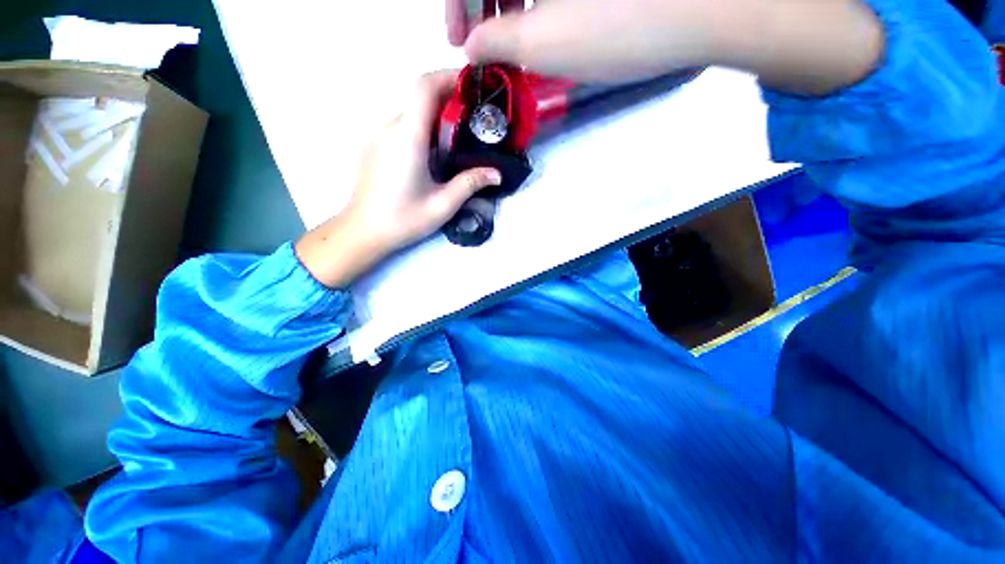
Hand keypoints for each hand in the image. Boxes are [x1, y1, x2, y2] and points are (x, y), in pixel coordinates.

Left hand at [295, 71, 500, 287]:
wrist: (364, 230)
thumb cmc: (404, 219)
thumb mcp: (442, 205)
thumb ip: (470, 183)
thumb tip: (496, 174)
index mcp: (407, 137)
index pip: (425, 87)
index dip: (449, 77)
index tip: (473, 86)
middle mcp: (390, 127)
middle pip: (420, 97)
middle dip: (449, 99)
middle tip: (475, 118)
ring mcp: (378, 134)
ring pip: (412, 111)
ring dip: (436, 115)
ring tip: (459, 136)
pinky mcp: (375, 144)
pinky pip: (402, 125)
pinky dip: (422, 127)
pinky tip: (435, 151)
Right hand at [451, 0, 718, 82]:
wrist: (702, 8)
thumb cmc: (615, 27)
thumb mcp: (543, 44)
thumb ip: (496, 41)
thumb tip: (474, 45)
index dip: (456, 7)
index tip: (459, 43)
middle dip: (480, 4)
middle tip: (482, 42)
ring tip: (513, 37)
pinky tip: (544, 18)